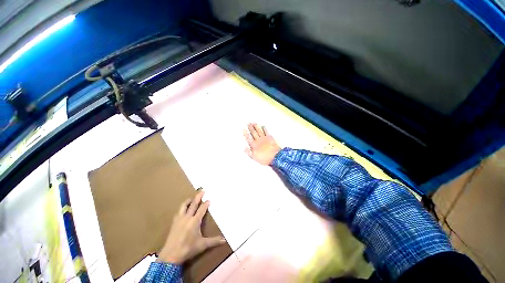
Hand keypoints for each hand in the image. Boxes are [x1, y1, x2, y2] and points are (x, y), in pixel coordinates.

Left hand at [157, 191, 225, 263]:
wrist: (170, 256)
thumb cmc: (188, 249)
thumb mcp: (202, 245)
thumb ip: (214, 241)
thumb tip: (225, 240)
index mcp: (195, 221)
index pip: (202, 209)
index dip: (206, 204)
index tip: (209, 199)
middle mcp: (187, 217)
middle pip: (193, 204)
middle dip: (198, 196)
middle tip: (202, 190)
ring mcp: (179, 219)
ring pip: (184, 206)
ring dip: (188, 201)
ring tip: (191, 198)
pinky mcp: (174, 223)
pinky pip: (178, 212)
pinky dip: (182, 208)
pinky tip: (183, 210)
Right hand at [243, 123, 280, 164]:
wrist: (275, 157)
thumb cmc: (264, 158)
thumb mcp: (255, 158)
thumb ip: (249, 152)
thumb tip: (244, 148)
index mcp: (254, 145)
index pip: (249, 138)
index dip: (246, 133)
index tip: (244, 129)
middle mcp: (258, 140)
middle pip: (254, 133)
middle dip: (251, 128)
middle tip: (248, 123)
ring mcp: (264, 138)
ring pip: (259, 131)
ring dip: (256, 127)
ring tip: (254, 123)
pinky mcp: (270, 138)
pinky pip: (266, 132)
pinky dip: (264, 129)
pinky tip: (263, 126)